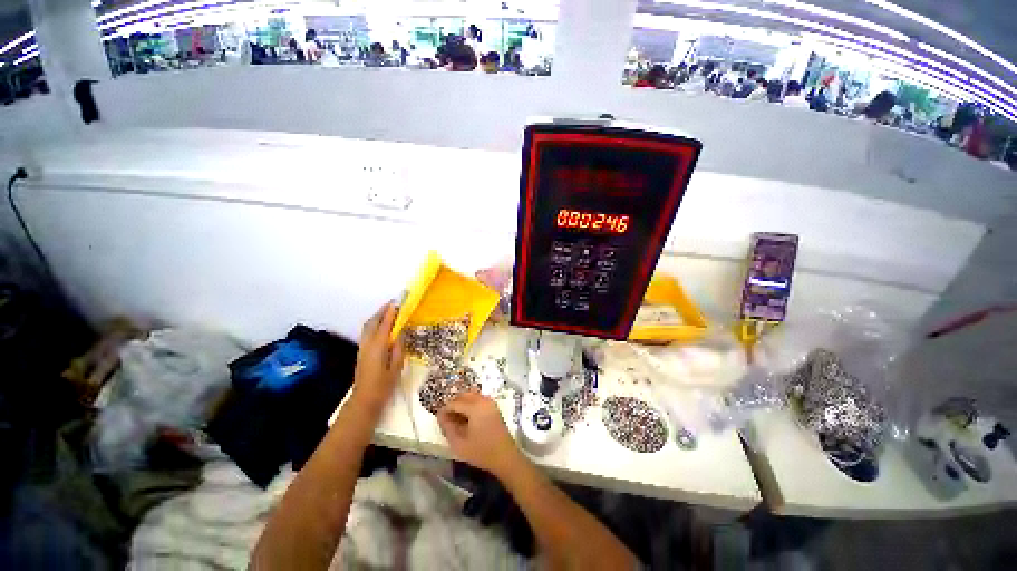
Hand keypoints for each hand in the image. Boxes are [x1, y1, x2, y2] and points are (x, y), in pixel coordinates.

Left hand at [351, 302, 404, 413]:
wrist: (364, 400)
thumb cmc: (383, 385)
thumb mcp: (396, 367)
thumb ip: (398, 348)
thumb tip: (400, 333)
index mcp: (378, 347)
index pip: (385, 325)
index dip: (391, 313)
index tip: (397, 303)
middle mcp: (368, 344)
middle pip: (372, 322)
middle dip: (381, 311)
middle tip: (392, 304)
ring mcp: (362, 348)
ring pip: (367, 327)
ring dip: (376, 317)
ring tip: (387, 312)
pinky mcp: (361, 352)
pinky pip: (366, 332)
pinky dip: (373, 324)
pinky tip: (381, 326)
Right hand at [437, 392, 521, 477]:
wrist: (505, 456)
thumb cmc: (482, 452)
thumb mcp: (459, 444)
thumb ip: (448, 428)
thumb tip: (441, 417)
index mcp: (475, 407)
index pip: (455, 403)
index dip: (445, 410)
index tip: (438, 419)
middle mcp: (483, 400)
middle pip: (464, 395)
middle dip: (453, 404)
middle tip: (446, 418)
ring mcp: (490, 402)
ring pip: (471, 396)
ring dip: (462, 403)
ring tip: (456, 418)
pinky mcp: (494, 407)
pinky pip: (479, 399)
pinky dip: (470, 404)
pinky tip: (467, 418)